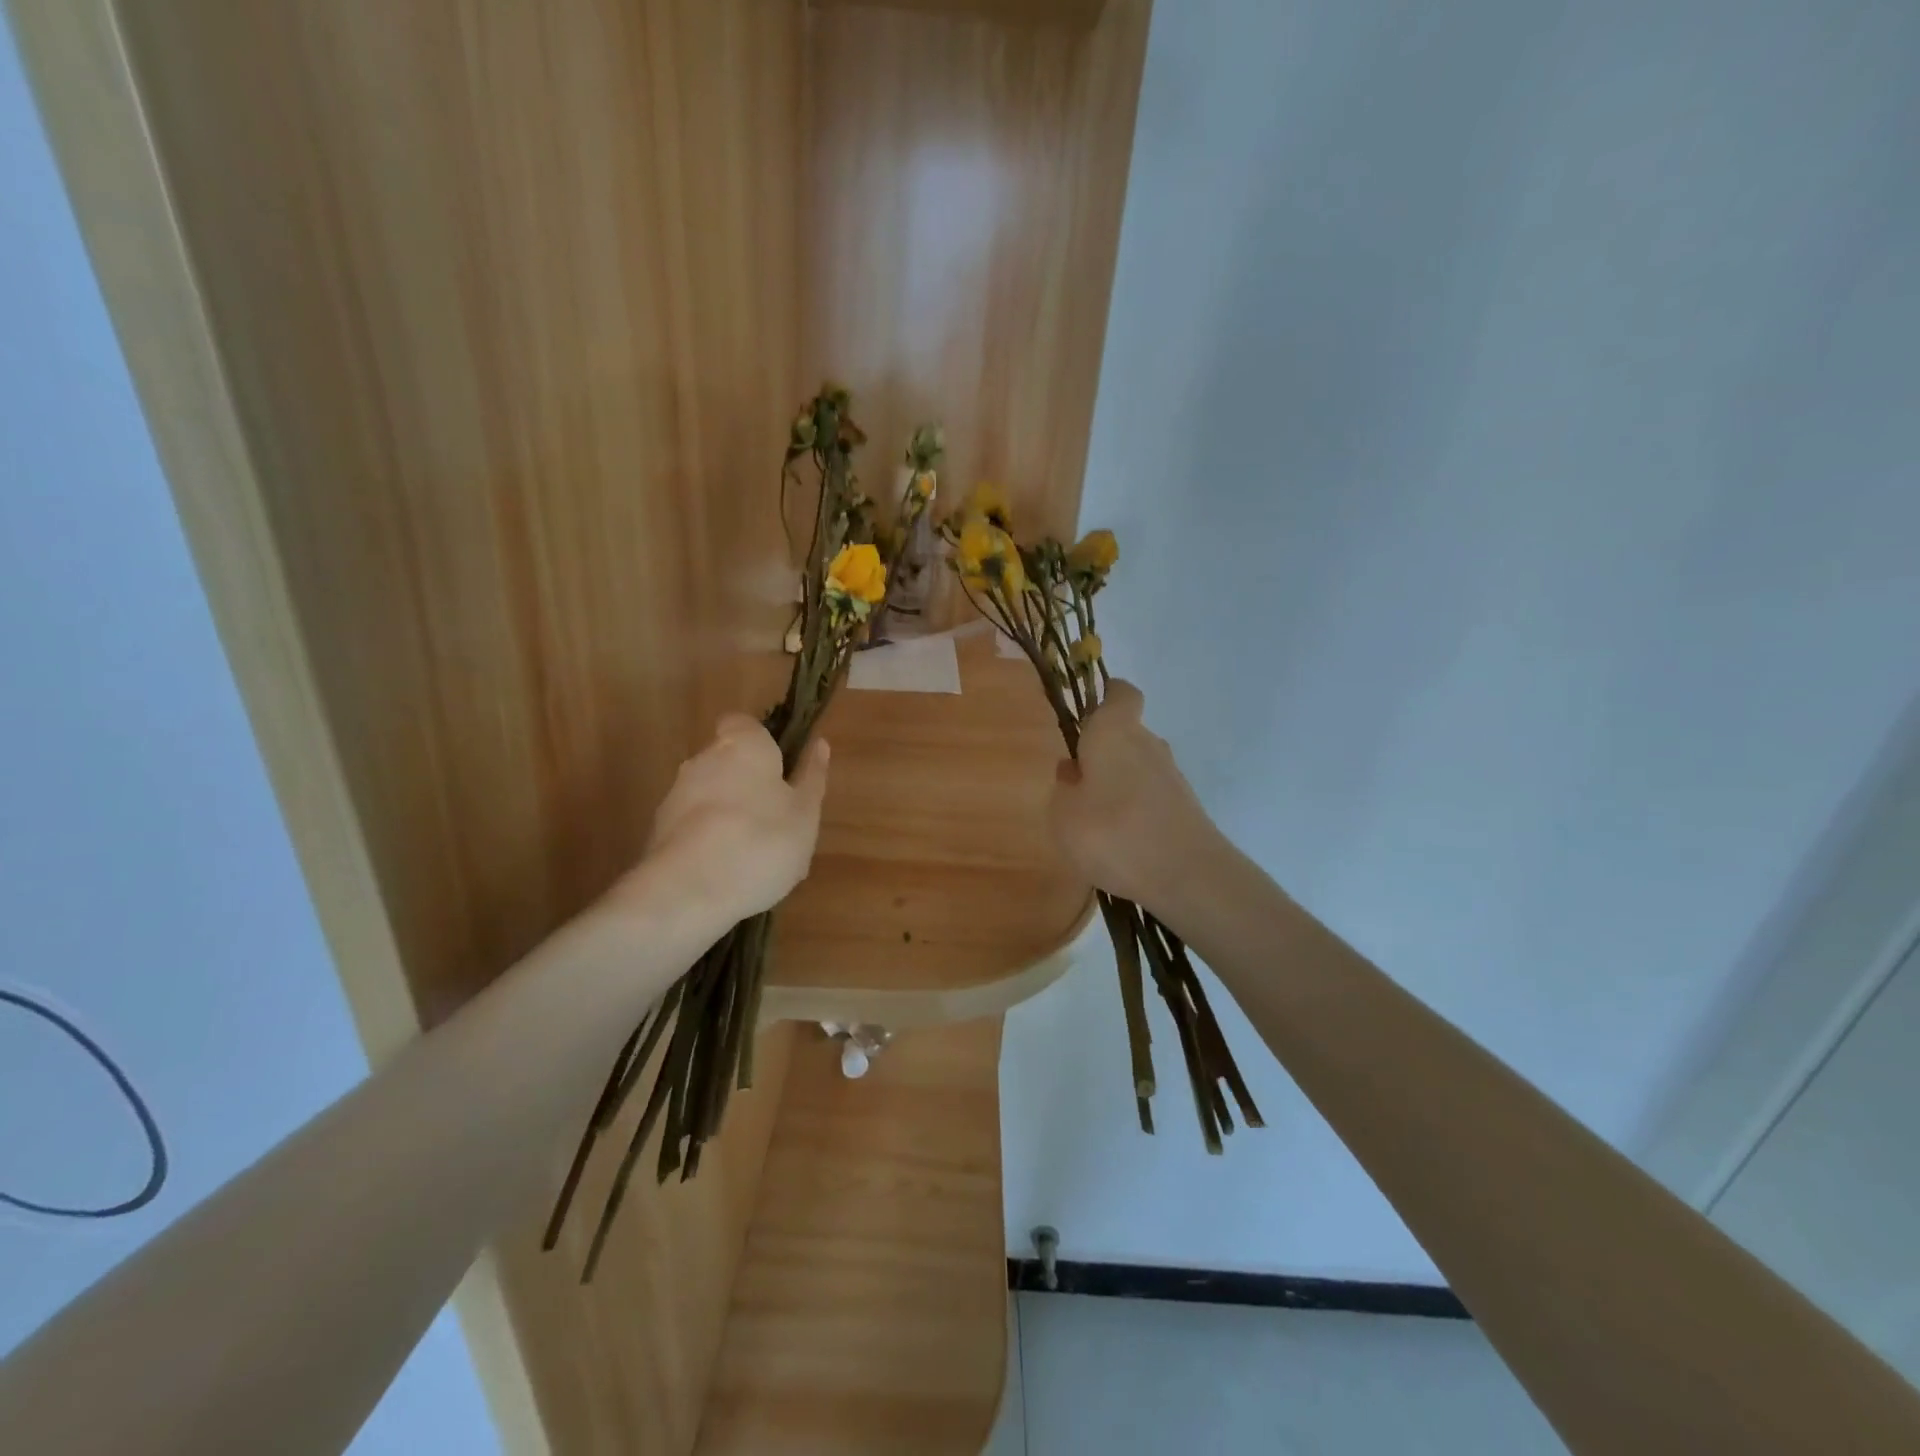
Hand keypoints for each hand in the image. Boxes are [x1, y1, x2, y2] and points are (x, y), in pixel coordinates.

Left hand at [626, 715, 830, 925]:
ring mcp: (676, 794)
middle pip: (727, 760)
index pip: (743, 723)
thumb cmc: (762, 841)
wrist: (689, 891)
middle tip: (776, 818)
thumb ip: (812, 777)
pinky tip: (727, 872)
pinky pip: (693, 825)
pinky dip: (708, 839)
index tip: (780, 769)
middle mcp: (703, 759)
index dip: (761, 742)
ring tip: (754, 855)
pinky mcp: (659, 830)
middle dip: (747, 782)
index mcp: (743, 745)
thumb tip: (819, 744)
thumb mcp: (805, 813)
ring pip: (710, 794)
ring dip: (728, 813)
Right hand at [1049, 681, 1221, 911]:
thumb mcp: (1063, 814)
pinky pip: (1151, 796)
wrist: (1187, 876)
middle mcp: (1148, 744)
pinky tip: (1121, 842)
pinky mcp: (1185, 806)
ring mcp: (1171, 775)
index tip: (1088, 713)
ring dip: (1118, 785)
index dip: (1106, 696)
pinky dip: (1135, 809)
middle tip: (1076, 784)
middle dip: (1102, 753)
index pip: (1120, 693)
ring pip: (1138, 767)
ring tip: (1095, 822)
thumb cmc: (1112, 833)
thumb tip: (1073, 771)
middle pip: (1125, 735)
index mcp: (1114, 732)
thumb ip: (1064, 788)